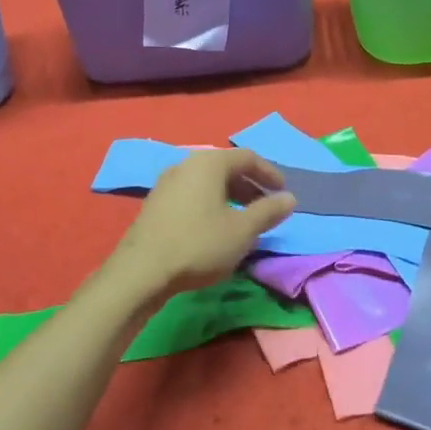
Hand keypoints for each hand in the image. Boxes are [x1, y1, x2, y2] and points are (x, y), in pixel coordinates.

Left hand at [109, 149, 296, 295]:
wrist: (141, 272)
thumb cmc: (198, 244)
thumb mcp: (243, 230)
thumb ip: (268, 211)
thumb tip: (289, 197)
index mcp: (209, 163)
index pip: (247, 157)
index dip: (270, 173)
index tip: (283, 192)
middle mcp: (186, 164)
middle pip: (226, 168)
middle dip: (249, 187)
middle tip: (265, 208)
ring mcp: (166, 183)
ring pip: (207, 183)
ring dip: (230, 197)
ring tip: (243, 221)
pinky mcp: (155, 204)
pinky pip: (191, 195)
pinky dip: (210, 205)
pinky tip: (214, 230)